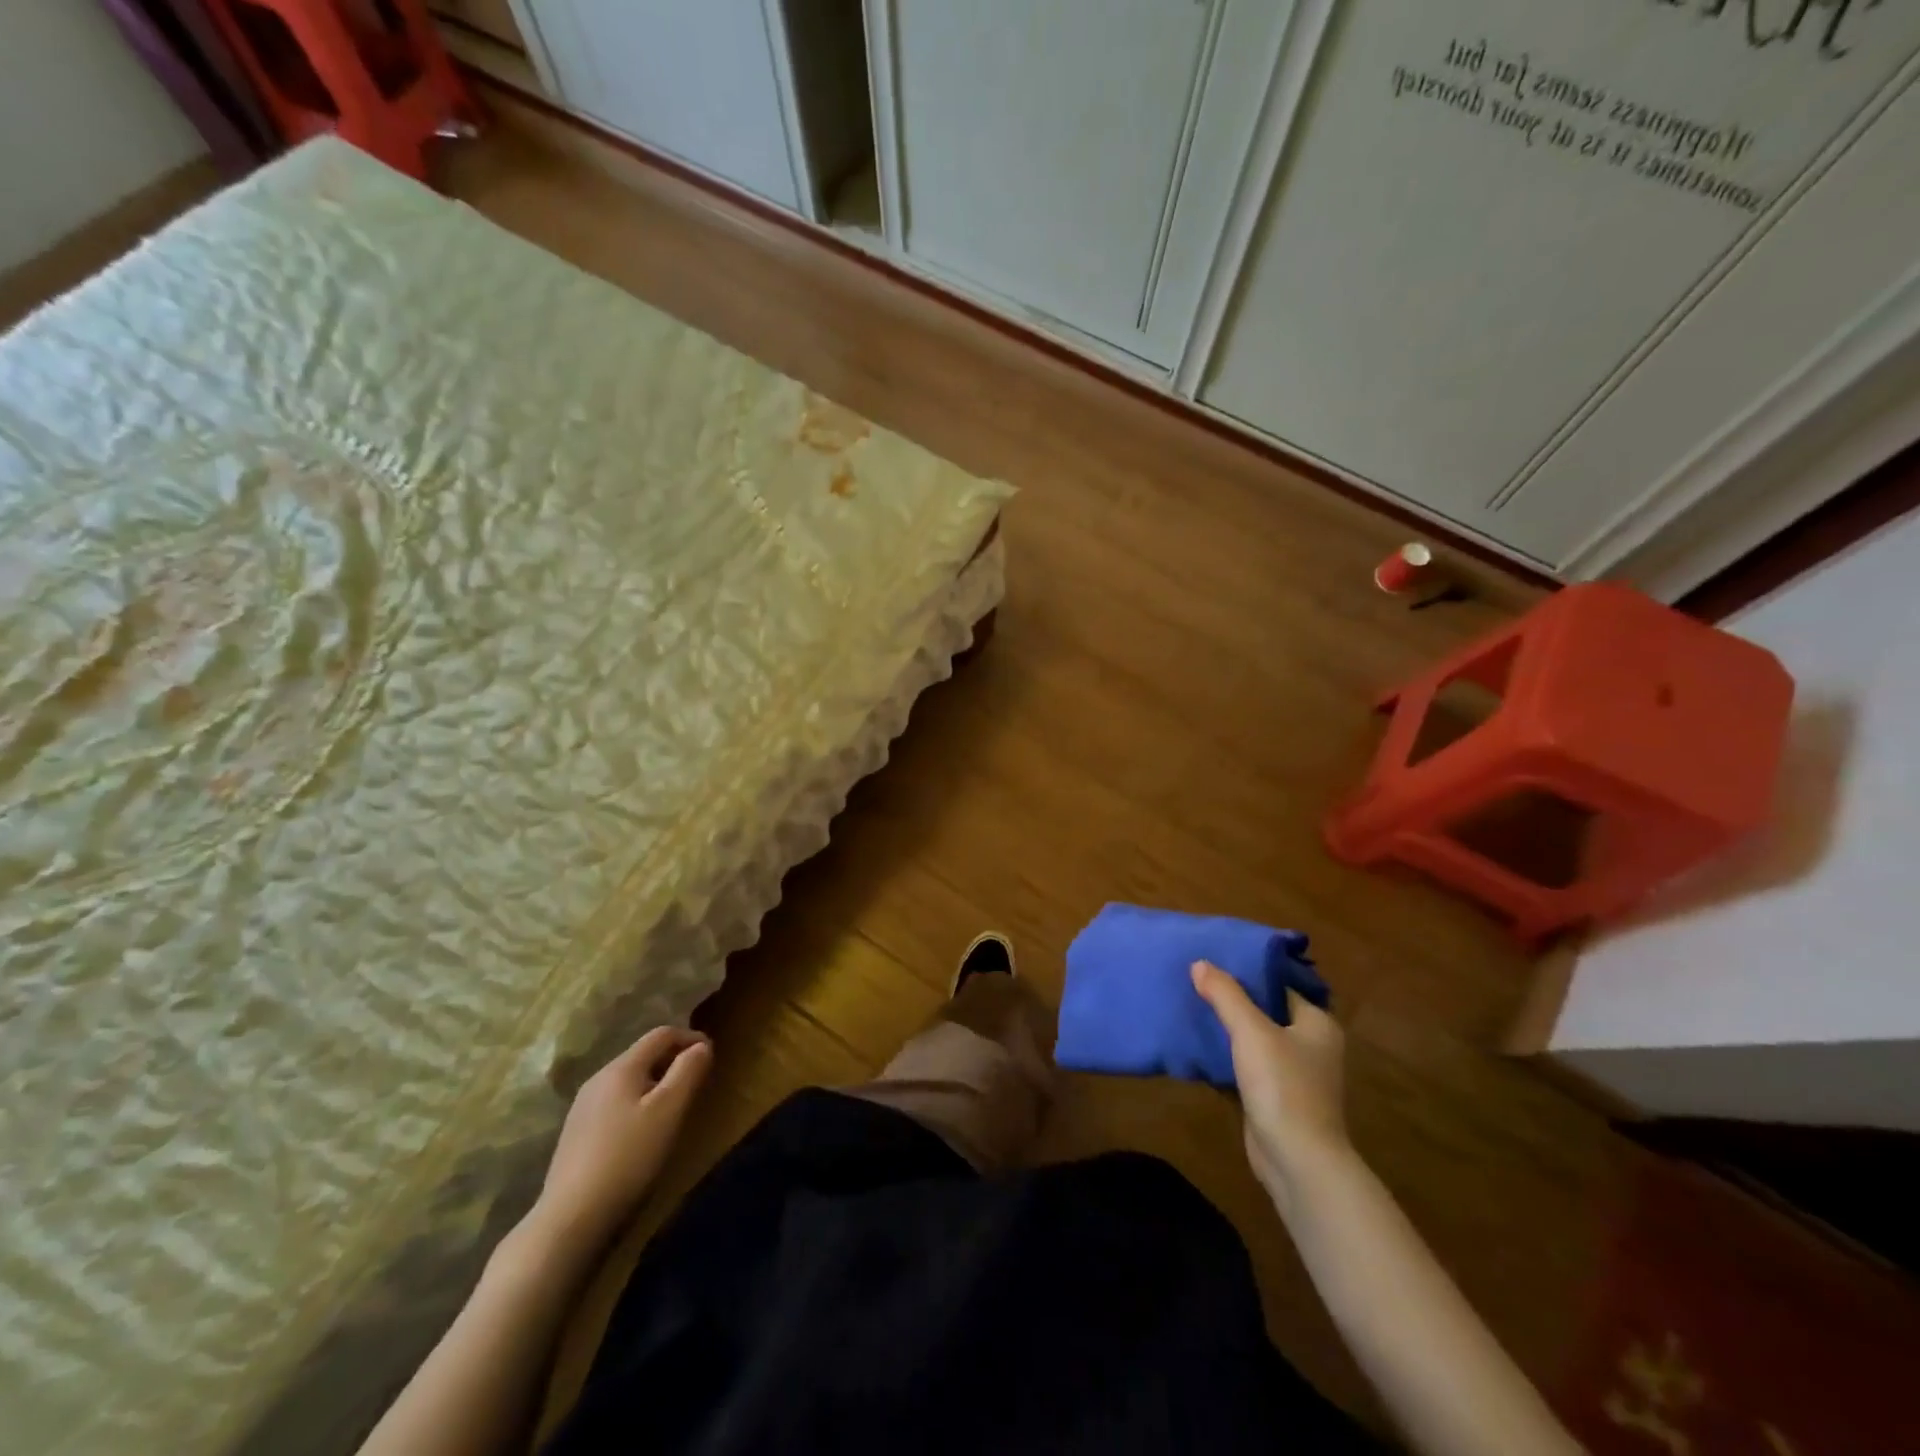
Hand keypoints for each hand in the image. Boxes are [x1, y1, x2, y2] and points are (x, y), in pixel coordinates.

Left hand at [526, 1026, 712, 1253]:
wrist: (570, 1219)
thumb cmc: (629, 1157)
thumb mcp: (669, 1110)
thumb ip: (689, 1071)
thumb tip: (701, 1046)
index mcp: (621, 1068)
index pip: (661, 1034)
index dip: (690, 1038)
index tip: (712, 1055)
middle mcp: (598, 1079)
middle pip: (643, 1055)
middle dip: (673, 1060)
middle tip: (697, 1081)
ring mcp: (583, 1107)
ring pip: (629, 1080)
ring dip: (656, 1083)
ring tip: (674, 1106)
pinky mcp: (576, 1133)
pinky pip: (616, 1102)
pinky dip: (638, 1103)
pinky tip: (643, 1132)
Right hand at [1191, 961, 1350, 1208]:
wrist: (1297, 1160)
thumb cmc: (1283, 1086)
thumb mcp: (1251, 1031)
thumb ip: (1225, 994)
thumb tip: (1200, 963)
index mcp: (1317, 1024)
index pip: (1280, 985)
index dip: (1248, 971)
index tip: (1215, 958)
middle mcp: (1311, 1045)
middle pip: (1266, 1011)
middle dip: (1234, 999)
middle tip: (1197, 979)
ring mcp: (1294, 1074)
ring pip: (1255, 1039)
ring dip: (1228, 1028)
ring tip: (1192, 1005)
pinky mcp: (1275, 1097)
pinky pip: (1247, 1065)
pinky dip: (1226, 1056)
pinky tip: (1198, 1045)